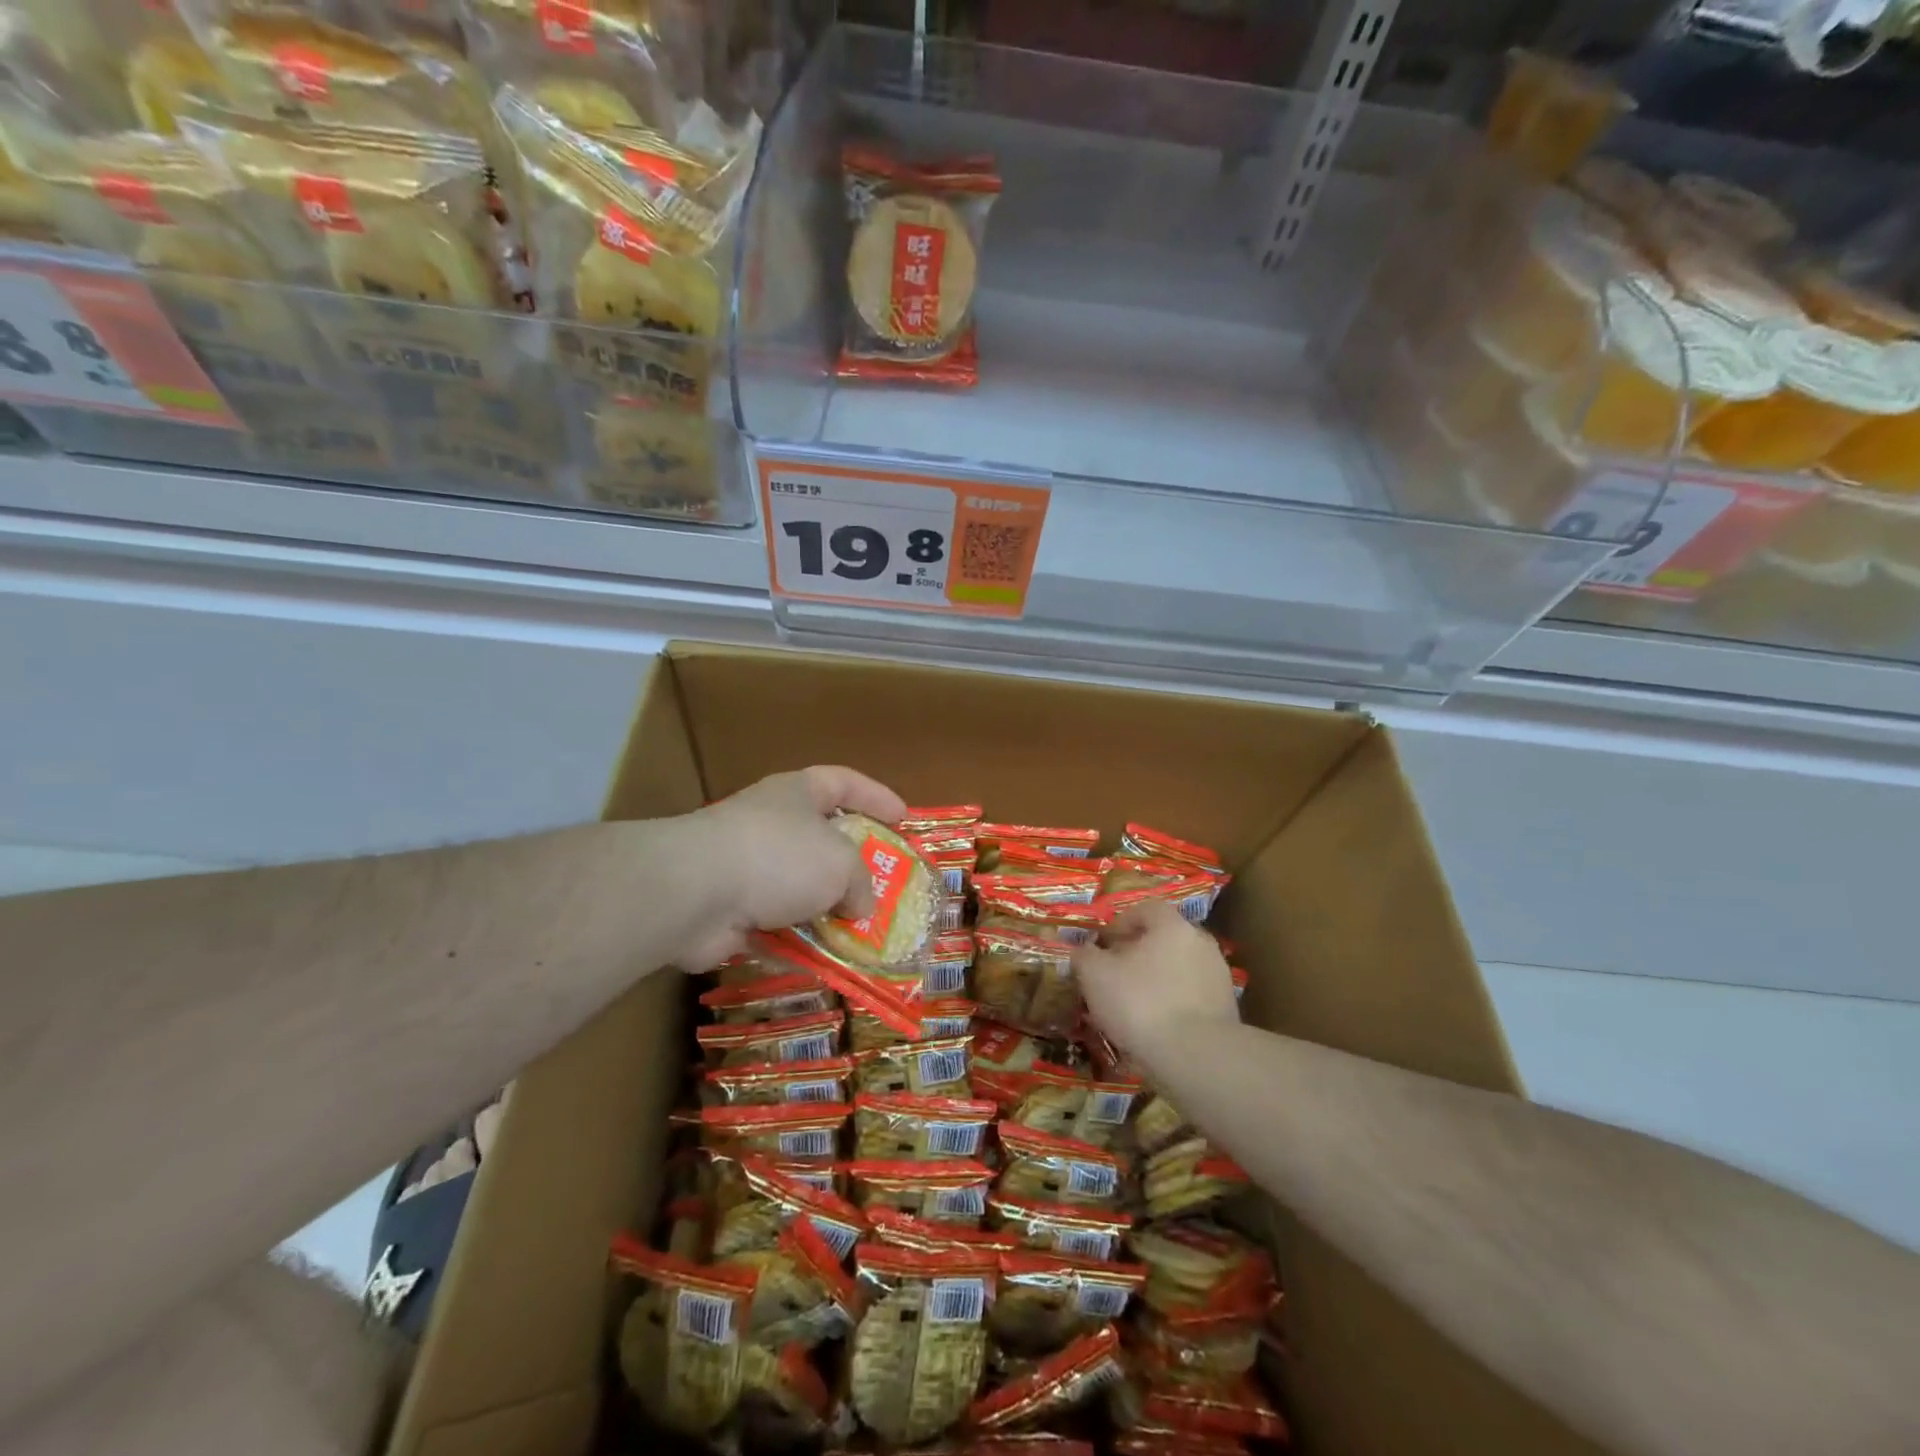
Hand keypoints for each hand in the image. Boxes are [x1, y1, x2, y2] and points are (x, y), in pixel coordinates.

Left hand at [675, 766, 906, 970]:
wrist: (696, 892)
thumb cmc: (779, 856)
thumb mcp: (840, 863)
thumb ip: (861, 882)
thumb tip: (859, 906)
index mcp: (797, 794)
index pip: (843, 782)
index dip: (876, 796)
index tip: (903, 818)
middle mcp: (771, 823)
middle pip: (821, 836)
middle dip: (852, 863)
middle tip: (884, 885)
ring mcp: (747, 866)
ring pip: (799, 886)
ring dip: (825, 908)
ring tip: (859, 931)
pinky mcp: (730, 907)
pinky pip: (776, 923)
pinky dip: (798, 939)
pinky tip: (824, 956)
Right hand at [1075, 901, 1238, 1072]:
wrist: (1197, 1057)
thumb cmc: (1141, 1003)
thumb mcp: (1095, 975)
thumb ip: (1085, 956)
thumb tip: (1085, 952)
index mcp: (1172, 926)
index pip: (1146, 909)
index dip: (1121, 923)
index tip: (1103, 945)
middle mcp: (1201, 943)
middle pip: (1164, 940)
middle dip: (1139, 955)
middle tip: (1115, 976)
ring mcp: (1218, 977)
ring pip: (1178, 971)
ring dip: (1157, 982)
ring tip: (1133, 1008)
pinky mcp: (1227, 1011)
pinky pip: (1191, 999)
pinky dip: (1173, 1007)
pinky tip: (1156, 1029)